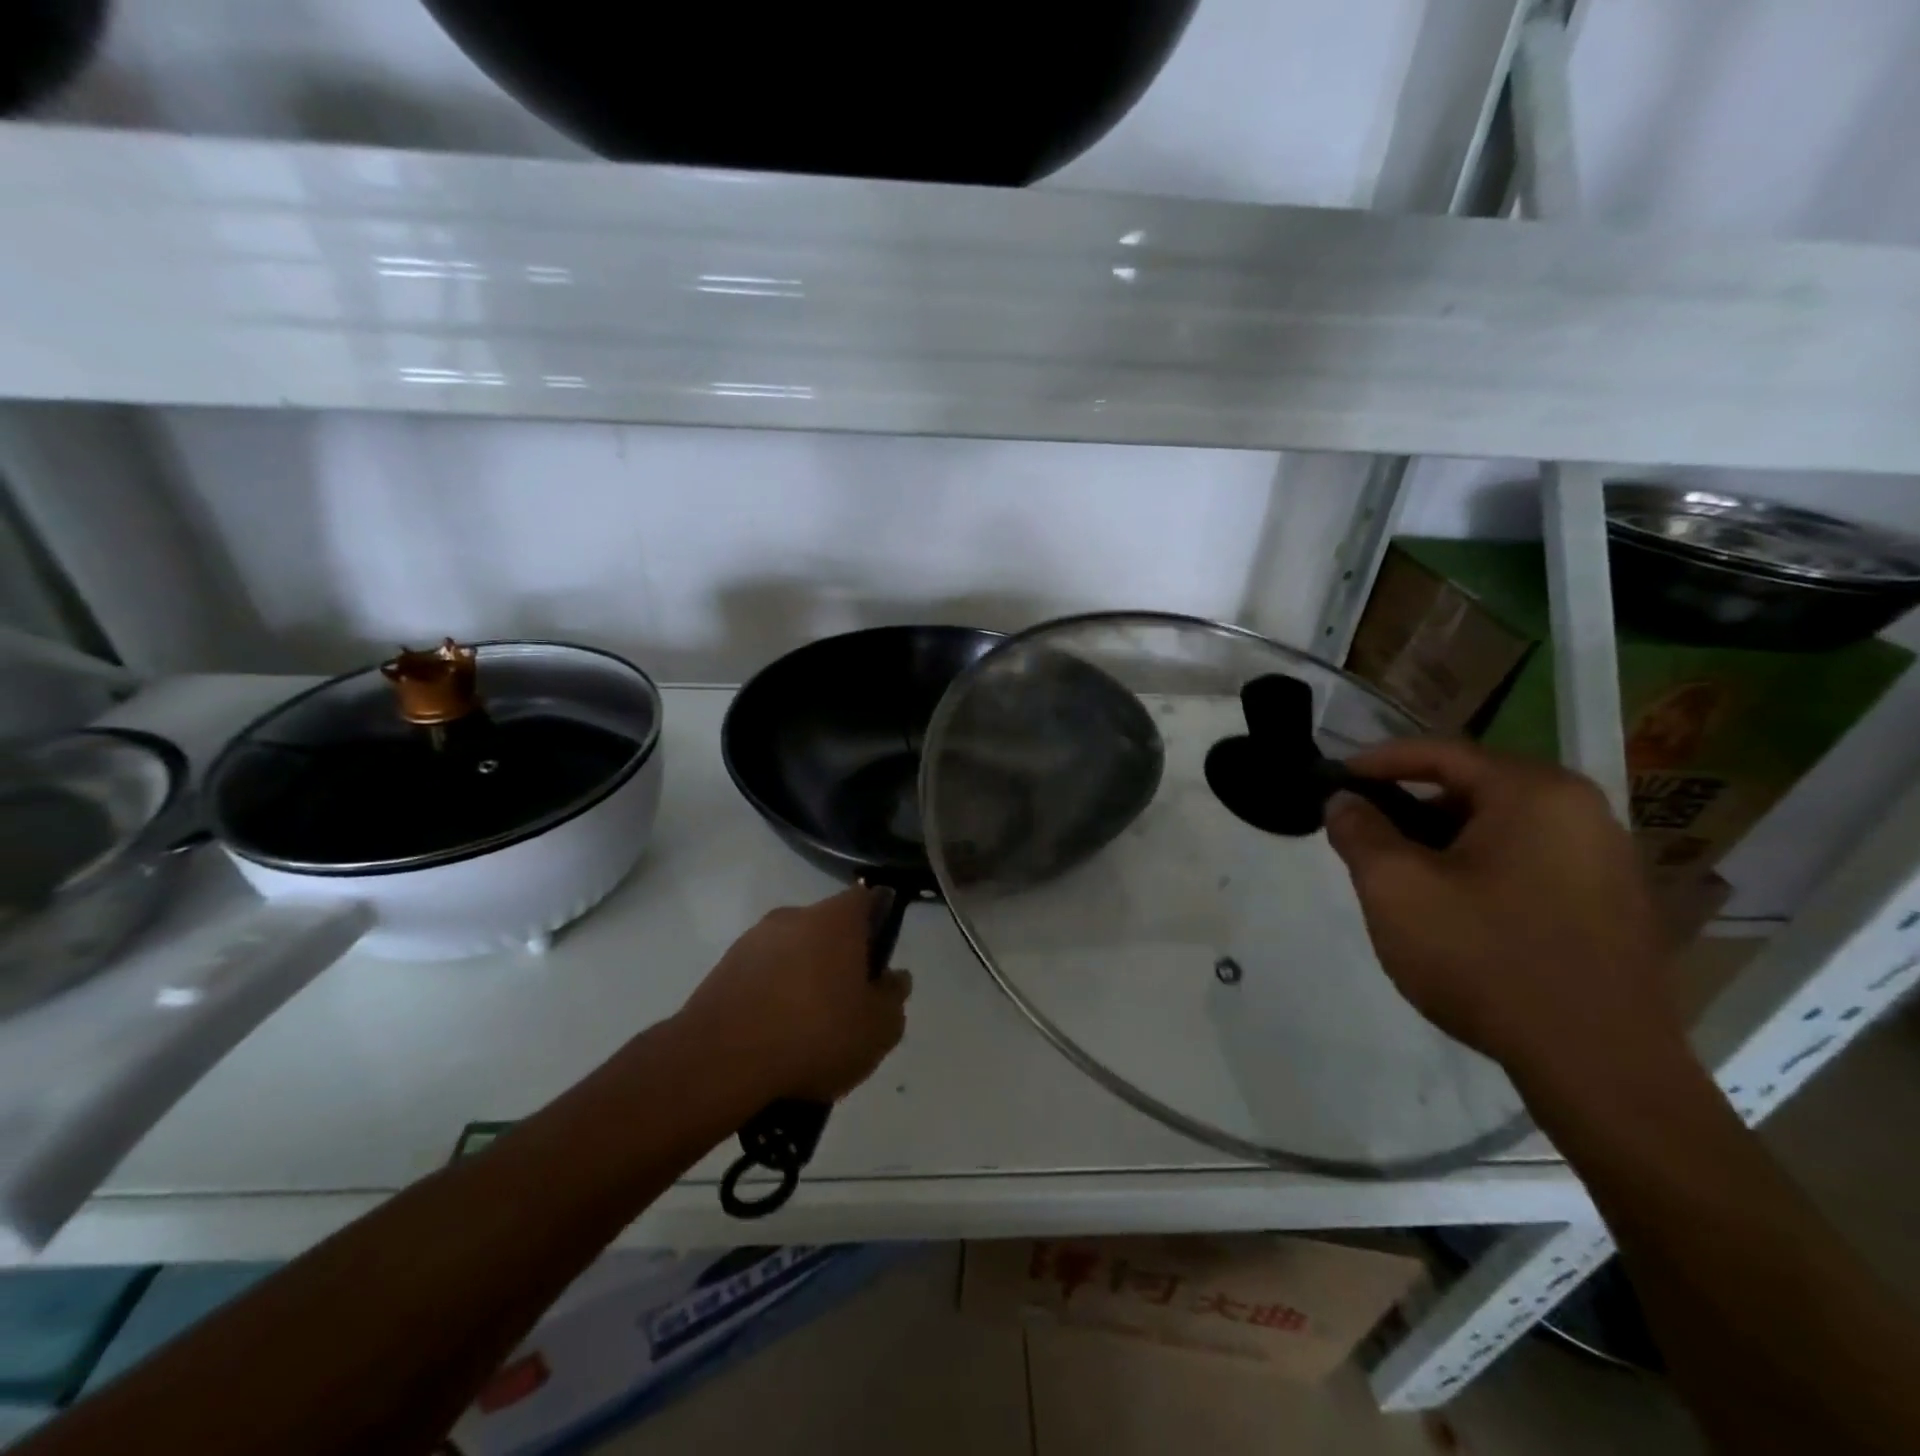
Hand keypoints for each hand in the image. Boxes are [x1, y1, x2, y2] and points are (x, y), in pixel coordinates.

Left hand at [674, 887, 910, 1103]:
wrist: (721, 1062)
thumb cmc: (815, 1034)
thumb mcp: (878, 1028)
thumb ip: (893, 997)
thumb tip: (893, 978)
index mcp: (836, 919)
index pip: (867, 899)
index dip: (878, 921)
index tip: (880, 957)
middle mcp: (793, 916)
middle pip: (827, 928)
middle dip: (839, 958)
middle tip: (847, 1003)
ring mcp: (752, 940)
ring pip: (792, 953)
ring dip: (802, 978)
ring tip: (806, 1030)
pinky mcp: (722, 969)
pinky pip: (761, 976)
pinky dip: (771, 997)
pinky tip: (774, 1038)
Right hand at [1324, 738, 1681, 1077]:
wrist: (1599, 1066)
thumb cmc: (1486, 958)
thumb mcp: (1396, 888)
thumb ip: (1360, 832)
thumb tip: (1343, 801)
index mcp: (1536, 793)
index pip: (1441, 753)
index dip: (1378, 761)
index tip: (1334, 779)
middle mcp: (1583, 812)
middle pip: (1473, 789)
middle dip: (1409, 808)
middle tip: (1364, 837)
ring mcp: (1607, 860)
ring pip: (1500, 829)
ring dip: (1443, 843)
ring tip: (1402, 878)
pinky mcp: (1613, 906)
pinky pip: (1529, 863)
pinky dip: (1481, 870)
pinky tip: (1456, 912)